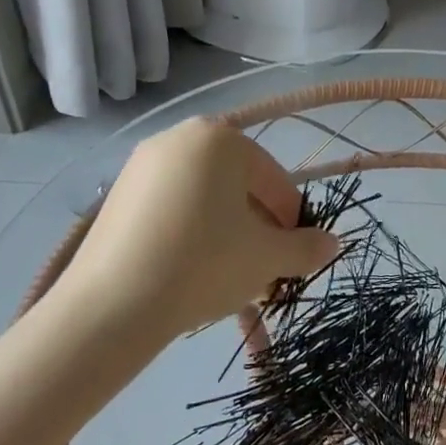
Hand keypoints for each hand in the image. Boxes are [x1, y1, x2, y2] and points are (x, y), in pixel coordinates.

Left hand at [48, 118, 339, 350]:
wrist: (112, 306)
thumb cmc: (204, 265)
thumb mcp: (267, 258)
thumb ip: (307, 248)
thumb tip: (334, 244)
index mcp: (220, 139)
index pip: (273, 179)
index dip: (292, 220)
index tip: (294, 255)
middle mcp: (179, 138)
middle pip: (238, 185)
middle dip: (257, 226)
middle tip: (264, 267)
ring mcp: (142, 165)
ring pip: (204, 198)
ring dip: (227, 231)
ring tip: (230, 274)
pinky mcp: (117, 195)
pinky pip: (171, 208)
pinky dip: (190, 232)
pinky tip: (191, 270)